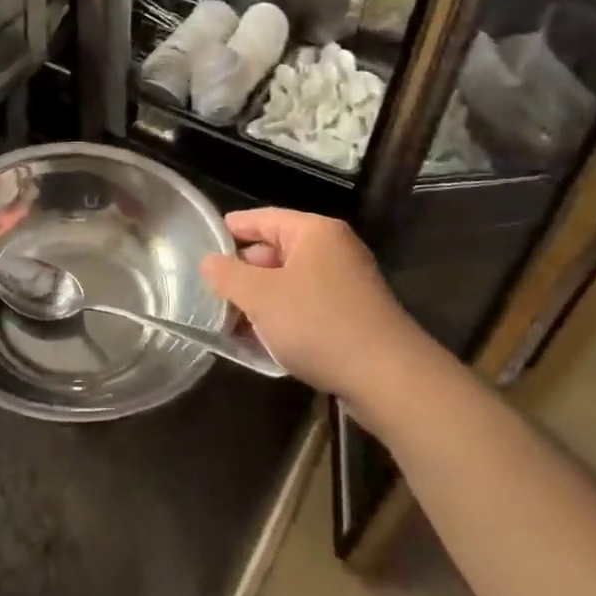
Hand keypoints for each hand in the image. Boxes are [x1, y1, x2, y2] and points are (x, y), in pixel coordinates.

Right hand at [199, 208, 422, 396]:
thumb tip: (208, 261)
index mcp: (314, 232)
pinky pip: (307, 306)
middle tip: (213, 288)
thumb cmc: (318, 323)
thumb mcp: (261, 297)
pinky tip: (262, 340)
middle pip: (277, 250)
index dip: (235, 227)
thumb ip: (228, 276)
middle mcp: (334, 250)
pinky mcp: (353, 316)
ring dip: (261, 299)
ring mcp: (347, 284)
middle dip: (244, 270)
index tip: (208, 237)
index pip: (265, 218)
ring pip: (291, 282)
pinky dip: (283, 317)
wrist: (388, 377)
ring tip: (230, 318)